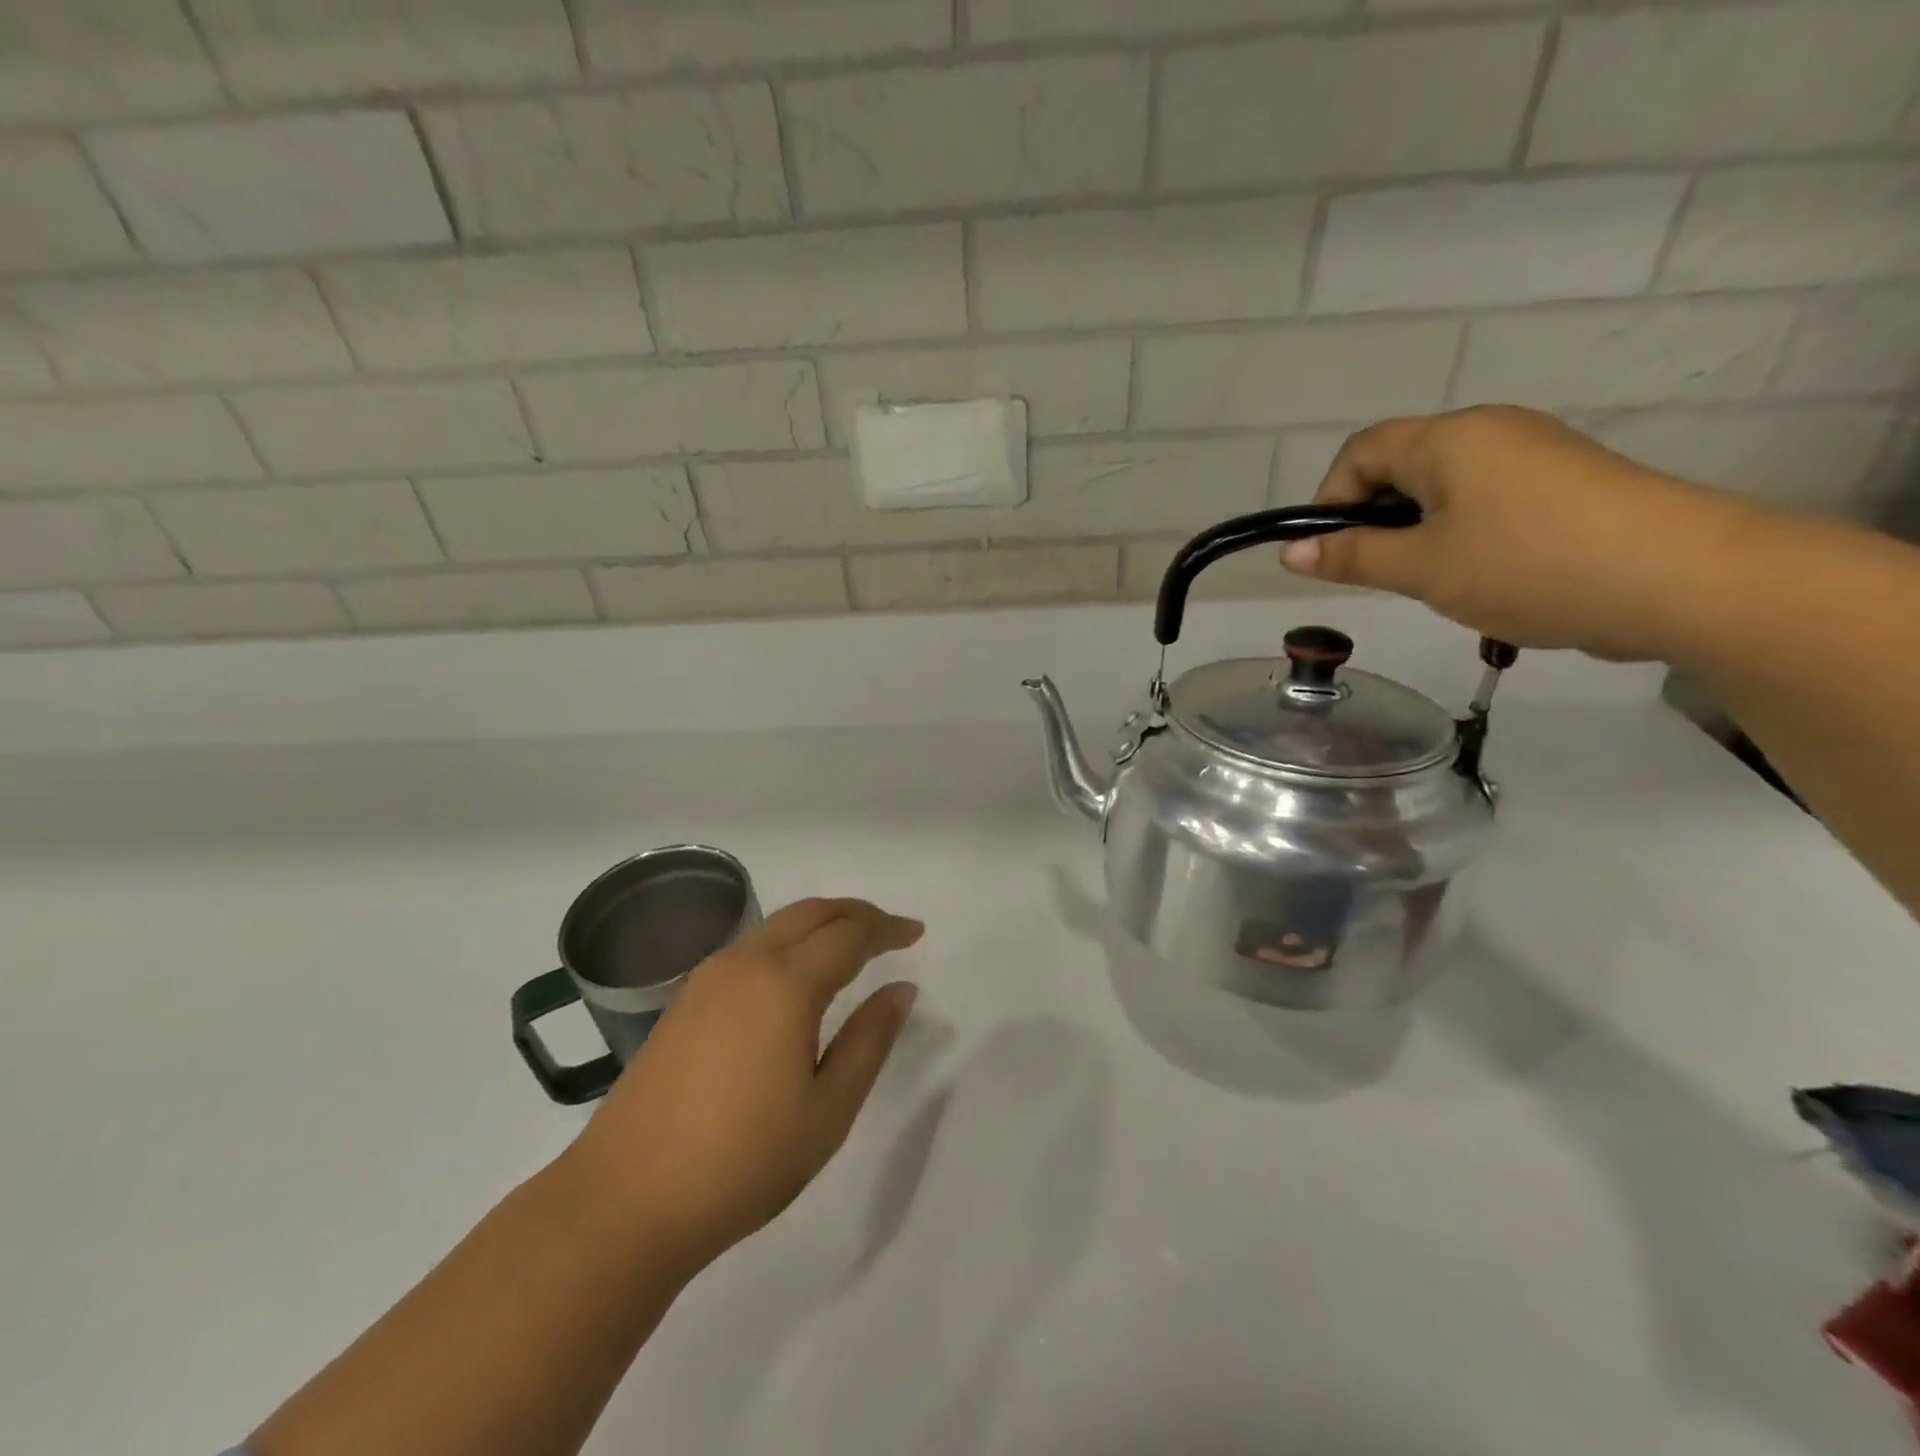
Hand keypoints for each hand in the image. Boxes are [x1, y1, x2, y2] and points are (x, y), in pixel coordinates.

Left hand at [567, 898, 922, 1272]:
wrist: (625, 1201)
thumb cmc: (743, 1160)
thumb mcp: (828, 1109)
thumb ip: (869, 1040)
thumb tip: (900, 990)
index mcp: (785, 983)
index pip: (850, 935)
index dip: (887, 929)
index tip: (916, 933)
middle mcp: (745, 963)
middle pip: (811, 913)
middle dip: (855, 914)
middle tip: (889, 930)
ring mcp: (707, 979)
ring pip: (777, 926)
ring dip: (819, 925)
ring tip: (850, 948)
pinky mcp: (684, 1000)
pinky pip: (750, 949)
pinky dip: (787, 944)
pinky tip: (796, 977)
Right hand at [1280, 406, 1759, 661]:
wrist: (1683, 578)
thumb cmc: (1529, 565)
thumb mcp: (1423, 568)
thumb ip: (1353, 556)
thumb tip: (1292, 552)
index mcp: (1449, 438)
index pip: (1360, 451)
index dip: (1330, 499)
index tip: (1330, 554)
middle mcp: (1491, 431)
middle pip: (1402, 466)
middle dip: (1376, 519)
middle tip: (1383, 575)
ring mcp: (1535, 453)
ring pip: (1444, 488)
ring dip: (1419, 533)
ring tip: (1435, 582)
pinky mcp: (1567, 483)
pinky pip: (1488, 500)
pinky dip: (1463, 534)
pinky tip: (1484, 577)